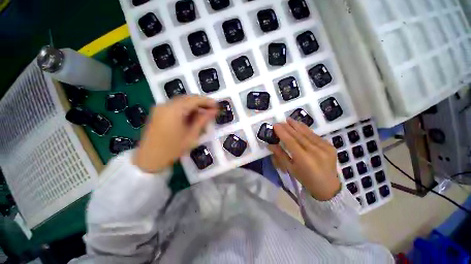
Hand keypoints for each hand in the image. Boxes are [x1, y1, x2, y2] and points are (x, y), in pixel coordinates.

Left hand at [133, 95, 217, 172]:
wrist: (149, 159)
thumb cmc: (172, 149)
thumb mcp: (191, 135)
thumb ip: (203, 120)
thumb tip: (214, 111)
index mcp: (174, 110)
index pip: (194, 99)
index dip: (207, 101)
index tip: (217, 105)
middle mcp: (166, 104)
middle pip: (188, 98)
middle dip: (201, 103)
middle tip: (211, 110)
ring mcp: (160, 107)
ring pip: (182, 101)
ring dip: (194, 105)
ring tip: (203, 114)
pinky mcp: (158, 112)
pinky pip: (175, 105)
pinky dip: (185, 108)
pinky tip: (191, 116)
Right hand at [268, 118, 340, 200]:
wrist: (327, 186)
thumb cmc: (305, 178)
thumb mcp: (290, 168)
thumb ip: (280, 155)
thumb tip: (270, 144)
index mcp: (304, 159)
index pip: (290, 141)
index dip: (282, 132)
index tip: (275, 125)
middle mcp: (315, 151)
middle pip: (298, 135)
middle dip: (288, 127)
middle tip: (280, 121)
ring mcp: (324, 148)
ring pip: (307, 133)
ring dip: (297, 125)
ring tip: (289, 120)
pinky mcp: (330, 146)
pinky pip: (315, 135)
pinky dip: (306, 130)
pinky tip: (300, 125)